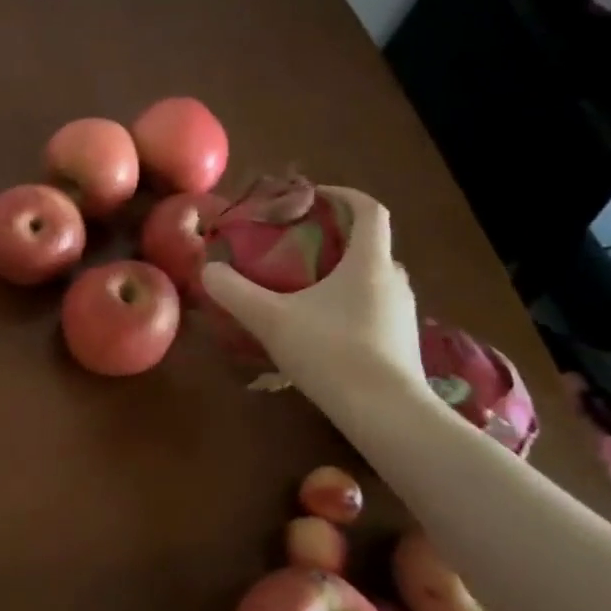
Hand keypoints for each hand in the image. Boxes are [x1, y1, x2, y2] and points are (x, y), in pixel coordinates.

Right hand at [200, 188, 423, 407]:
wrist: (386, 415)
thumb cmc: (331, 352)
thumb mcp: (270, 319)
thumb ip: (234, 291)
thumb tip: (208, 270)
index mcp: (369, 262)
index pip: (368, 209)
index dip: (341, 195)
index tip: (311, 197)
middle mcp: (394, 281)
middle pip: (369, 244)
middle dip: (335, 237)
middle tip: (297, 244)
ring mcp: (403, 314)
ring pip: (372, 279)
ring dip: (342, 273)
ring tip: (304, 286)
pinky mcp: (402, 343)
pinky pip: (374, 308)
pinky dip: (349, 304)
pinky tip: (321, 327)